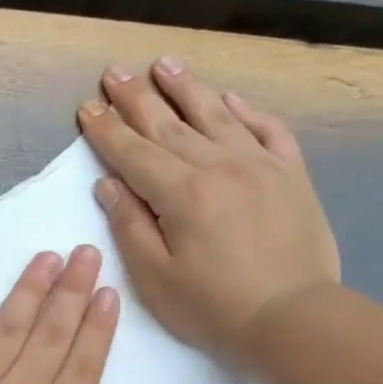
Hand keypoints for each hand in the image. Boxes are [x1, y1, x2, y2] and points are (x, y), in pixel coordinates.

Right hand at [77, 58, 339, 361]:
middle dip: (137, 98)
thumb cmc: (215, 308)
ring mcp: (260, 165)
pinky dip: (248, 110)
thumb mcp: (157, 279)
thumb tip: (108, 184)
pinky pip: (268, 130)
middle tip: (115, 72)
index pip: (133, 153)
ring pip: (216, 115)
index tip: (87, 108)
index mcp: (181, 194)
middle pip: (169, 125)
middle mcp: (219, 166)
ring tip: (164, 64)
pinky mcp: (292, 175)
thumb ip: (130, 227)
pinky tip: (230, 98)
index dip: (106, 130)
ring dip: (186, 88)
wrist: (295, 319)